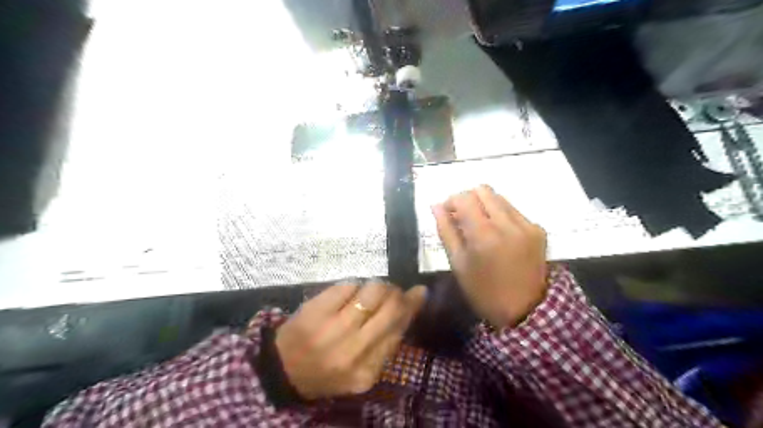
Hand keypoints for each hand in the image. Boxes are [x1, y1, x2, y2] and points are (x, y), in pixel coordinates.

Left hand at [276, 280, 428, 400]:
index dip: (412, 306)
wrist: (283, 369)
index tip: (418, 292)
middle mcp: (354, 351)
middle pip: (390, 308)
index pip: (399, 329)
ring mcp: (334, 329)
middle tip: (394, 290)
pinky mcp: (317, 310)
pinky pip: (348, 285)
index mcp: (367, 371)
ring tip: (371, 292)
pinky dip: (353, 287)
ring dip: (377, 287)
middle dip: (397, 293)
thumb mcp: (362, 369)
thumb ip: (386, 342)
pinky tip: (349, 295)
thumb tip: (411, 304)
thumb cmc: (328, 369)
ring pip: (372, 291)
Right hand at [431, 184, 545, 327]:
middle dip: (468, 199)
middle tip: (461, 216)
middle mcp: (507, 223)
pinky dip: (500, 215)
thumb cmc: (484, 291)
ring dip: (485, 205)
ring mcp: (526, 225)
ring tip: (479, 225)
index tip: (446, 213)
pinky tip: (498, 234)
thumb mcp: (458, 264)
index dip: (451, 201)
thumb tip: (436, 206)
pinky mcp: (538, 229)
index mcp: (484, 235)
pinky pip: (514, 211)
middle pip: (483, 190)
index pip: (464, 198)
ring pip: (499, 198)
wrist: (526, 309)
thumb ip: (446, 231)